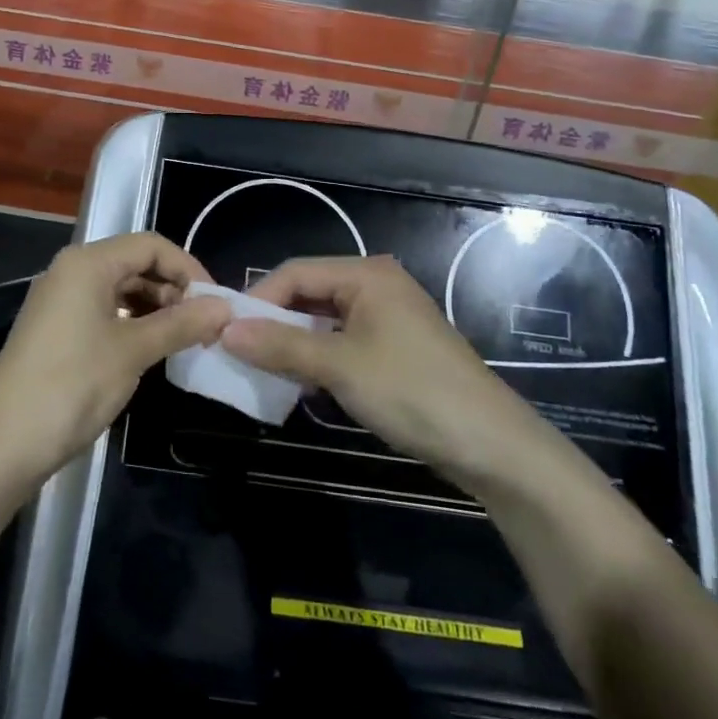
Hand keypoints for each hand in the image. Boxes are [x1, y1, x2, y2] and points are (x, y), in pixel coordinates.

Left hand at [0, 232, 231, 484]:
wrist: (4, 443)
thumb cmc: (73, 385)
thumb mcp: (133, 351)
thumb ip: (181, 323)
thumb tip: (224, 308)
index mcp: (88, 262)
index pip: (150, 245)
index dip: (188, 268)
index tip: (216, 303)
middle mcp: (71, 270)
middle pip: (134, 262)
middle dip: (173, 288)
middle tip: (204, 324)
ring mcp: (60, 298)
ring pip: (120, 287)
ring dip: (155, 307)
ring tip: (183, 338)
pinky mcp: (55, 326)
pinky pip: (103, 308)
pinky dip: (131, 321)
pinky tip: (151, 347)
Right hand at [226, 255, 558, 489]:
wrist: (492, 446)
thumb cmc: (412, 392)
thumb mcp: (340, 368)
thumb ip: (280, 347)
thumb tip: (224, 331)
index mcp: (365, 274)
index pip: (295, 273)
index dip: (258, 300)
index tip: (225, 332)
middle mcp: (375, 285)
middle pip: (309, 293)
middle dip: (273, 322)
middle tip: (239, 352)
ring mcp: (387, 316)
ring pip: (323, 320)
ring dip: (293, 343)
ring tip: (263, 369)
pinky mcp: (394, 347)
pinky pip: (342, 340)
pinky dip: (318, 357)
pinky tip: (300, 381)